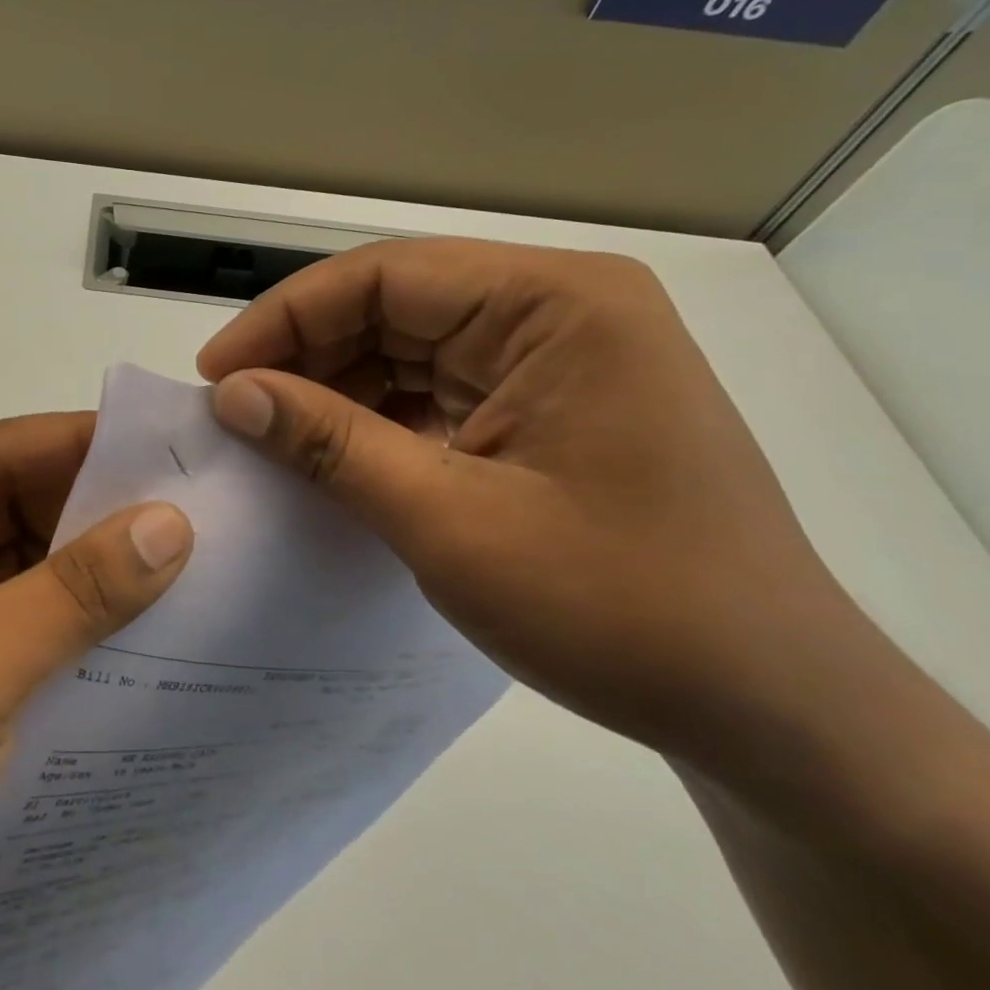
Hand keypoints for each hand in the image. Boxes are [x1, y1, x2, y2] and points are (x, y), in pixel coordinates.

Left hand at [0, 413, 192, 989]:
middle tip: (204, 511)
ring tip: (200, 567)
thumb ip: (70, 595)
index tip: (174, 448)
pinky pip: (28, 631)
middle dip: (98, 510)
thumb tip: (170, 523)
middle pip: (12, 506)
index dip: (80, 444)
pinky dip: (82, 631)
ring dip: (97, 574)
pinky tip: (154, 636)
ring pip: (26, 569)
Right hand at [195, 237, 879, 782]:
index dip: (286, 317)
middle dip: (307, 354)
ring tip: (271, 435)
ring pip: (407, 346)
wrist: (773, 713)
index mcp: (557, 305)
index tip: (216, 374)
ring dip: (335, 387)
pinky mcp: (548, 405)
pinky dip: (375, 416)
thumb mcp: (448, 521)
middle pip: (394, 304)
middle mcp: (560, 310)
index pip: (385, 276)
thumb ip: (330, 443)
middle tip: (235, 410)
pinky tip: (331, 453)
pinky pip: (435, 388)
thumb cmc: (620, 607)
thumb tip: (231, 394)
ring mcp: (557, 358)